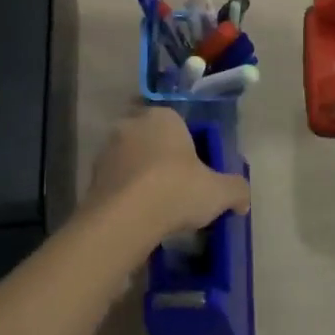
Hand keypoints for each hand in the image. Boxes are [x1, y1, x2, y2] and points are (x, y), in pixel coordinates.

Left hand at [84, 108, 250, 240]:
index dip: (187, 149)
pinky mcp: (91, 175)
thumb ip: (235, 190)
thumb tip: (242, 198)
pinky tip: (136, 216)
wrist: (125, 217)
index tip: (194, 173)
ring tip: (155, 207)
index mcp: (163, 116)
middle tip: (175, 189)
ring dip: (140, 176)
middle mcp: (132, 124)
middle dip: (160, 159)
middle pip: (151, 139)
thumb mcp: (218, 192)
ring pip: (130, 159)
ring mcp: (107, 149)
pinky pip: (115, 181)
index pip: (178, 124)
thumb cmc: (176, 190)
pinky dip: (124, 194)